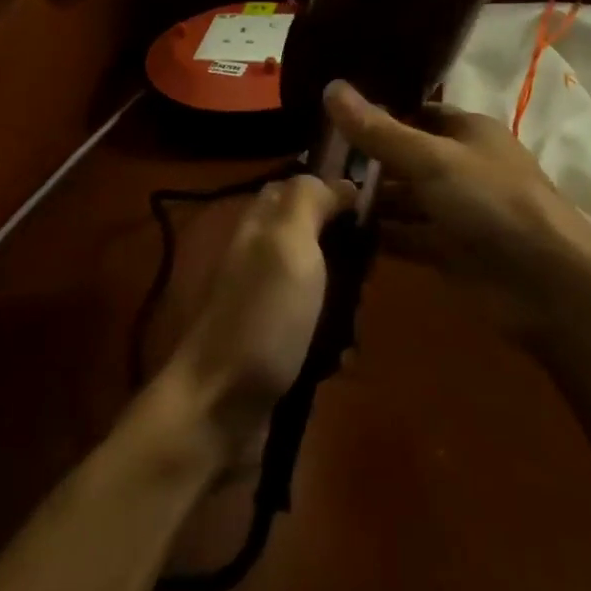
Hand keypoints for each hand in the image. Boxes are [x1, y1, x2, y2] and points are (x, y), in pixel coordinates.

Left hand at [160, 173, 355, 457]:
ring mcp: (267, 306)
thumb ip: (308, 201)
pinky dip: (334, 344)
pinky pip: (318, 333)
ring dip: (346, 304)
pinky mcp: (277, 348)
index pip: (295, 187)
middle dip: (348, 254)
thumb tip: (341, 180)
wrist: (219, 409)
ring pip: (322, 287)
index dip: (331, 189)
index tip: (371, 207)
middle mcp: (261, 259)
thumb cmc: (262, 316)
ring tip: (355, 322)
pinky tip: (341, 359)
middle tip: (367, 273)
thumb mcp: (287, 243)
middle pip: (315, 238)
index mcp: (260, 226)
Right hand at [323, 80, 590, 333]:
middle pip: (405, 157)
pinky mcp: (449, 251)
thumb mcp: (431, 160)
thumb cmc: (492, 202)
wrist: (549, 286)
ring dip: (368, 200)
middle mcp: (461, 166)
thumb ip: (379, 131)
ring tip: (313, 196)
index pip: (415, 113)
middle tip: (308, 158)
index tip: (327, 116)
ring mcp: (456, 211)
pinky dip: (379, 235)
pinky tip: (337, 233)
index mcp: (467, 131)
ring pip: (403, 199)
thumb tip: (330, 87)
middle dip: (365, 160)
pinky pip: (406, 236)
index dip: (376, 113)